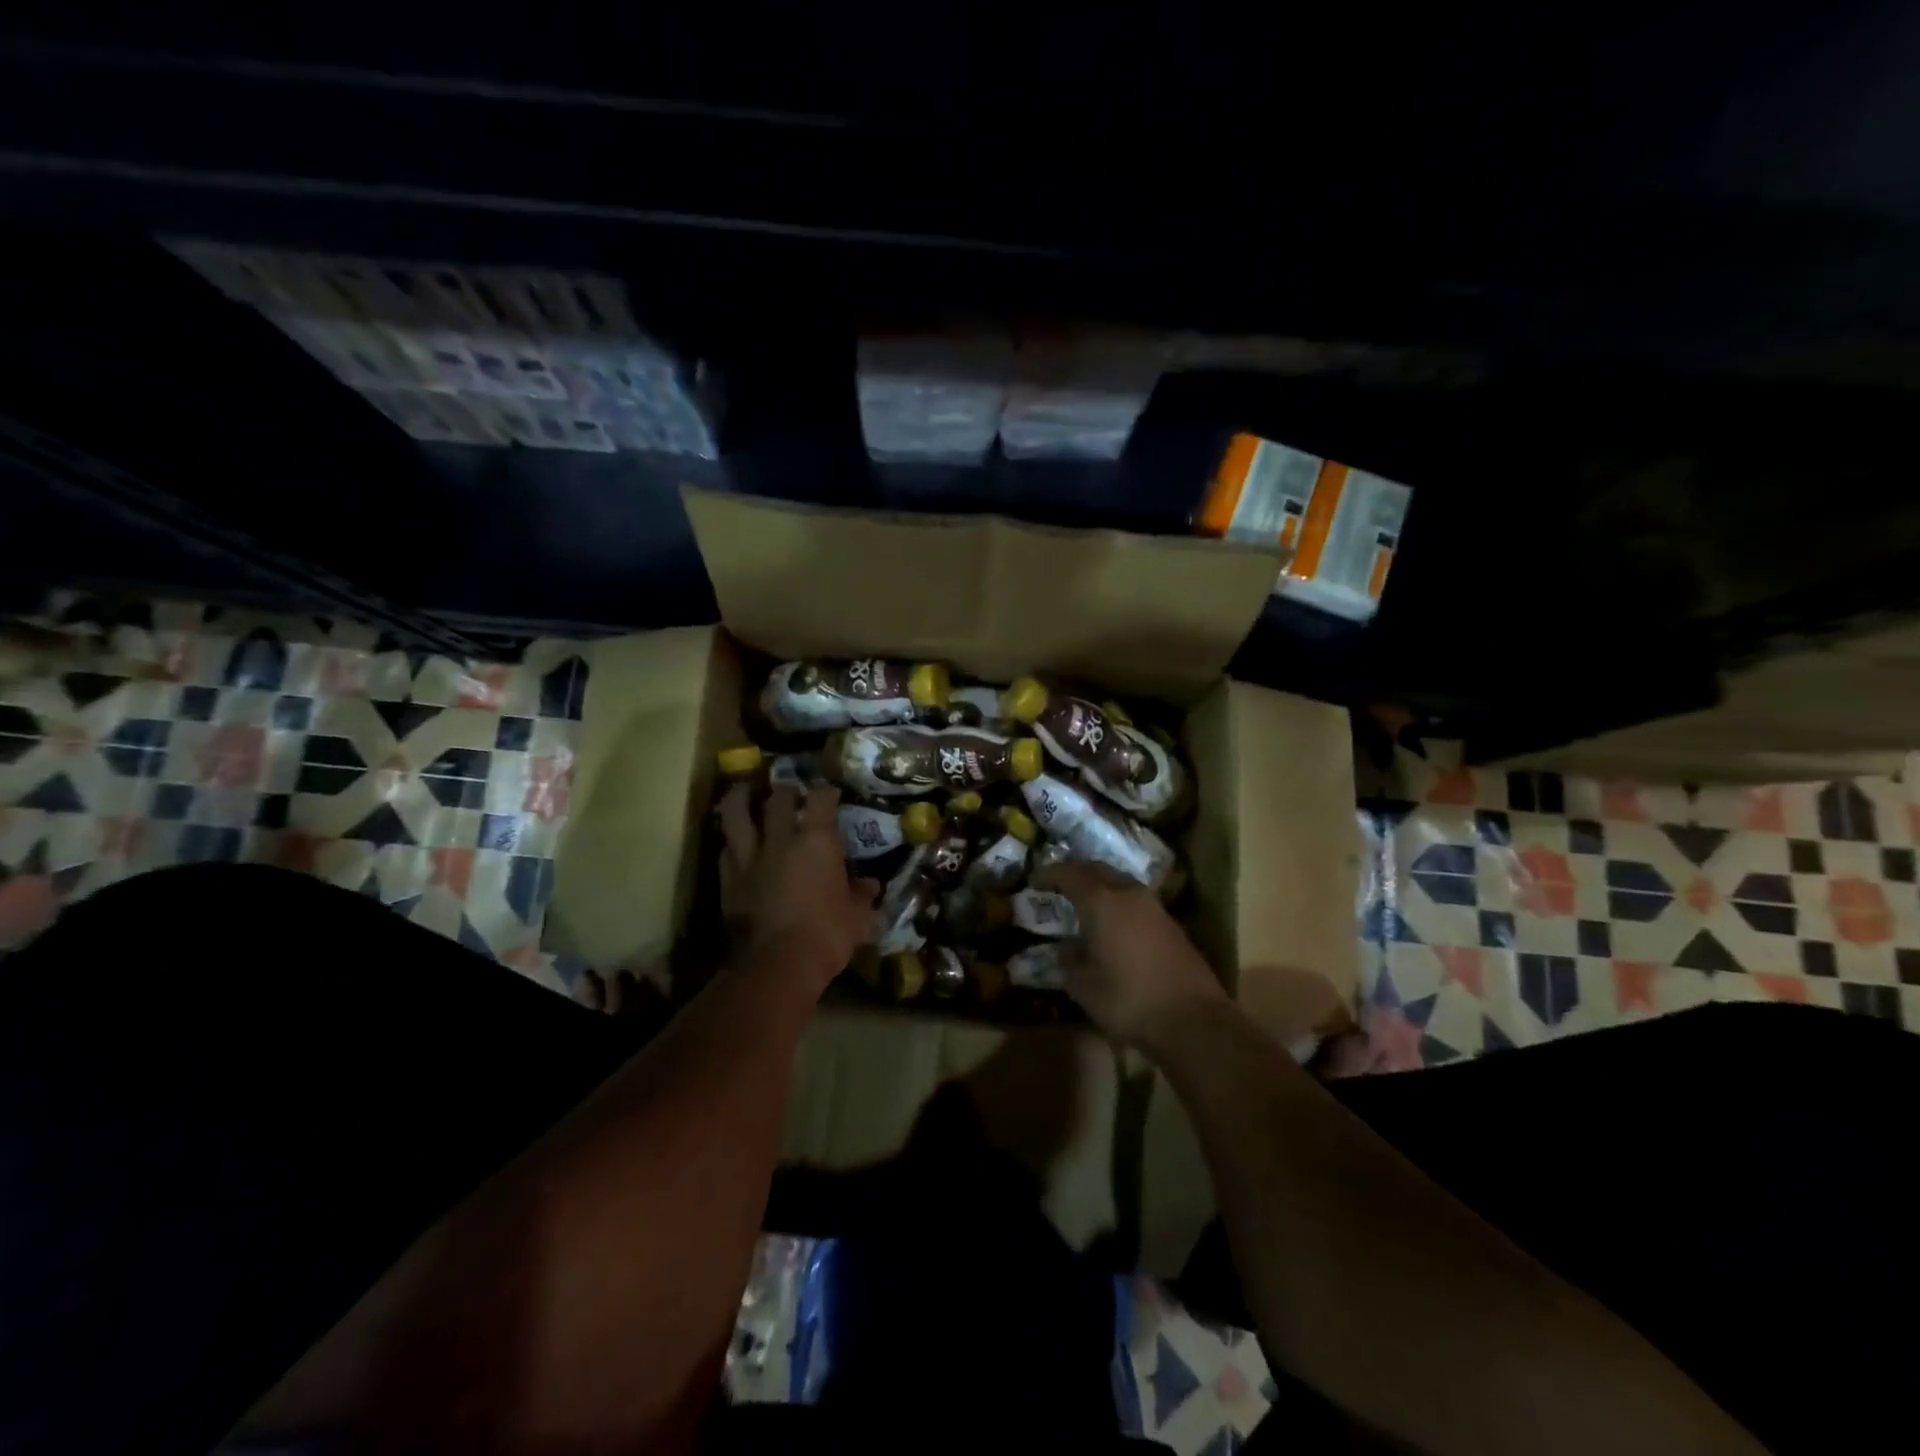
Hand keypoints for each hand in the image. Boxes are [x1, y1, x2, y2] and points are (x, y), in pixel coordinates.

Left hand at [718, 782, 877, 998]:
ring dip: (741, 799)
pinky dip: (731, 843)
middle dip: (785, 791)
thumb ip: (861, 896)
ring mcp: (749, 858)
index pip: (821, 799)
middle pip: (778, 799)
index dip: (826, 792)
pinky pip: (726, 851)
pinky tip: (734, 844)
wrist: (776, 965)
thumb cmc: (826, 935)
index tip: (831, 793)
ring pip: (737, 815)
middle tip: (789, 792)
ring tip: (744, 793)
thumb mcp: (857, 917)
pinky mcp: (728, 881)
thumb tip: (870, 885)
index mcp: (817, 842)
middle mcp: (780, 840)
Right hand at [1035, 861, 1225, 1050]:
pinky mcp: (1171, 925)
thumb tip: (1065, 948)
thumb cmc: (1129, 1000)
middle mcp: (1128, 894)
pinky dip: (1117, 903)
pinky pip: (1135, 901)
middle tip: (1057, 885)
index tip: (1034, 881)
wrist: (1193, 1021)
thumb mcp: (1083, 986)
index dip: (1049, 874)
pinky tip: (1112, 924)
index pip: (1070, 873)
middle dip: (1075, 873)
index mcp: (1102, 901)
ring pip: (1120, 882)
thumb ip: (1068, 960)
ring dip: (1099, 886)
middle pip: (1097, 870)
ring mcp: (1154, 907)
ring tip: (1083, 903)